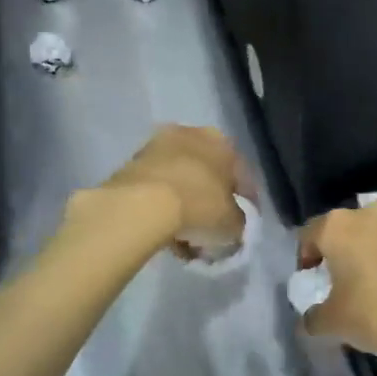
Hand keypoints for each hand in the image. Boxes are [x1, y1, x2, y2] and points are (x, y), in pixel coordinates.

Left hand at [95, 124, 253, 252]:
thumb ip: (238, 223)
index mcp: (223, 142)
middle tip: (210, 231)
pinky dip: (162, 208)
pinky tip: (163, 234)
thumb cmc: (199, 205)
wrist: (141, 204)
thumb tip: (232, 228)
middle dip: (210, 202)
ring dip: (184, 206)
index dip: (245, 202)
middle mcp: (192, 135)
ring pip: (180, 181)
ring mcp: (158, 146)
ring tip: (184, 240)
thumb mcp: (232, 224)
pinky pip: (156, 189)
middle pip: (207, 175)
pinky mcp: (131, 163)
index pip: (241, 174)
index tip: (241, 224)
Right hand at [298, 201, 376, 359]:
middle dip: (338, 258)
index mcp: (338, 225)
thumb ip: (313, 318)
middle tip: (339, 290)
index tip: (311, 287)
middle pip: (343, 233)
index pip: (308, 236)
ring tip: (372, 293)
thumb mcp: (335, 324)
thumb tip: (311, 317)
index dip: (304, 262)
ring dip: (368, 258)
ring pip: (373, 237)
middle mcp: (369, 212)